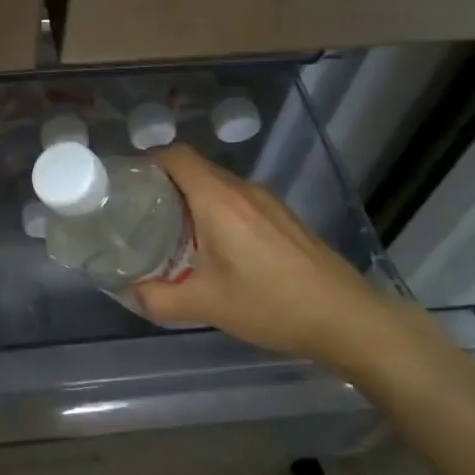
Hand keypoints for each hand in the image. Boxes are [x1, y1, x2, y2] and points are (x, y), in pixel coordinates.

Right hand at [134, 145, 410, 373]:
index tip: (127, 183)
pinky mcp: (284, 218)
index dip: (148, 161)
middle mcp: (243, 190)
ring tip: (172, 232)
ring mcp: (268, 202)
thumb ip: (157, 298)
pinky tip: (215, 248)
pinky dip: (217, 212)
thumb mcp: (205, 305)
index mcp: (218, 200)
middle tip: (140, 213)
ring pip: (218, 186)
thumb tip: (127, 292)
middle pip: (195, 169)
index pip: (176, 156)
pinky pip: (239, 201)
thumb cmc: (270, 304)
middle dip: (164, 184)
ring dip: (192, 199)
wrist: (346, 318)